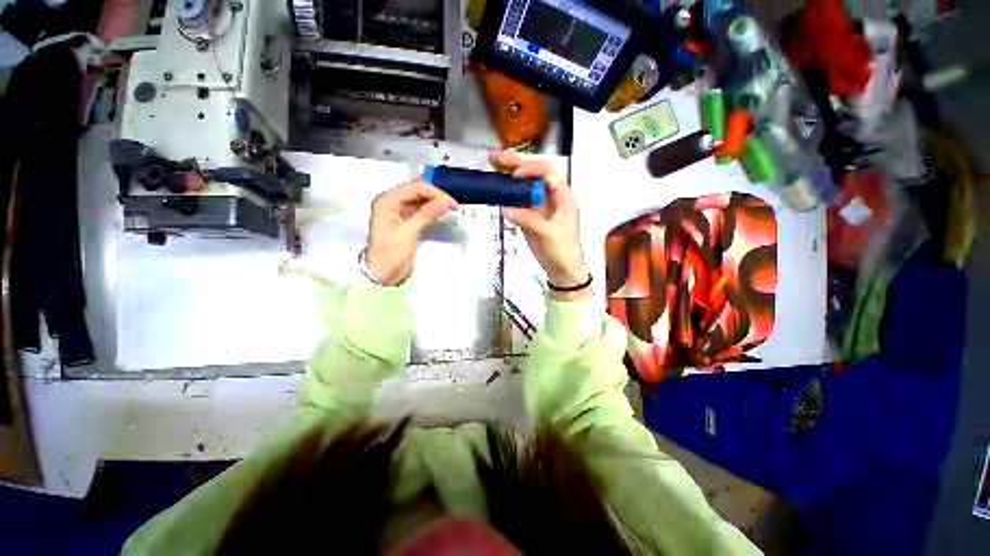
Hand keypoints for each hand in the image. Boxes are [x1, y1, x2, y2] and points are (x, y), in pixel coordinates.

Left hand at [365, 180, 458, 285]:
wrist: (383, 275)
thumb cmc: (391, 253)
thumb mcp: (408, 233)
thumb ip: (426, 214)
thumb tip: (446, 201)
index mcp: (387, 200)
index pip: (415, 188)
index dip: (435, 193)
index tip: (452, 203)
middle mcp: (392, 201)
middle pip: (418, 190)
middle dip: (436, 195)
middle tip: (453, 206)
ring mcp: (398, 210)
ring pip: (420, 199)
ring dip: (435, 202)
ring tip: (451, 208)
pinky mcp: (405, 219)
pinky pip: (420, 209)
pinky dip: (432, 210)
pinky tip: (442, 213)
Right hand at [490, 150, 590, 300]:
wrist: (561, 267)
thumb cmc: (563, 248)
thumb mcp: (549, 232)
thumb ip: (528, 219)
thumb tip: (506, 209)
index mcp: (561, 195)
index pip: (546, 173)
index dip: (530, 170)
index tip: (515, 174)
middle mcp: (549, 196)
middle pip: (532, 175)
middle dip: (514, 164)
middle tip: (495, 157)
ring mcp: (537, 205)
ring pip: (522, 186)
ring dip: (507, 176)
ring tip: (492, 165)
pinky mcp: (528, 216)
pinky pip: (516, 201)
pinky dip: (505, 195)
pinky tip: (495, 189)